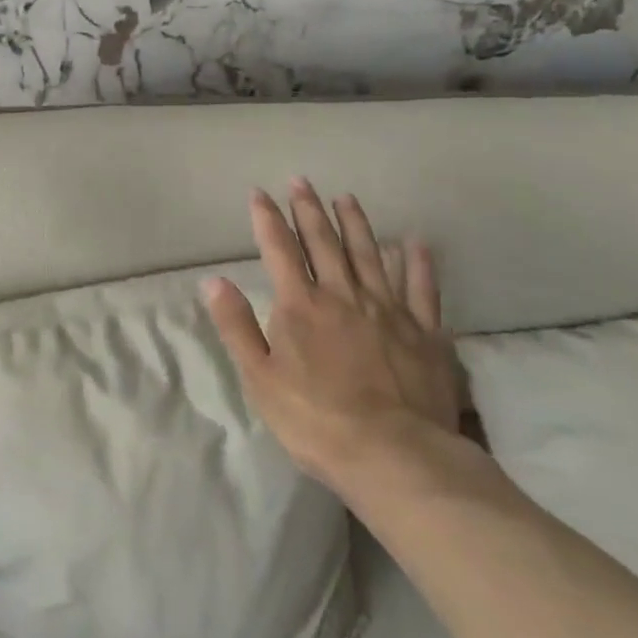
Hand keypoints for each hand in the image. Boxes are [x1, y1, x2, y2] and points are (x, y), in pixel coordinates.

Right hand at [204, 178, 464, 499]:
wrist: (394, 456)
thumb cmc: (316, 421)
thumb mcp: (260, 379)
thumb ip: (236, 326)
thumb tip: (213, 280)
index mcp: (301, 305)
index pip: (279, 249)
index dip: (267, 218)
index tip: (259, 192)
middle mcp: (343, 294)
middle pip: (323, 242)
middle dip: (309, 209)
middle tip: (301, 181)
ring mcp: (387, 309)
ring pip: (369, 254)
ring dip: (356, 223)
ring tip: (347, 197)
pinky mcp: (424, 331)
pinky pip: (422, 288)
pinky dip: (418, 263)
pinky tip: (415, 242)